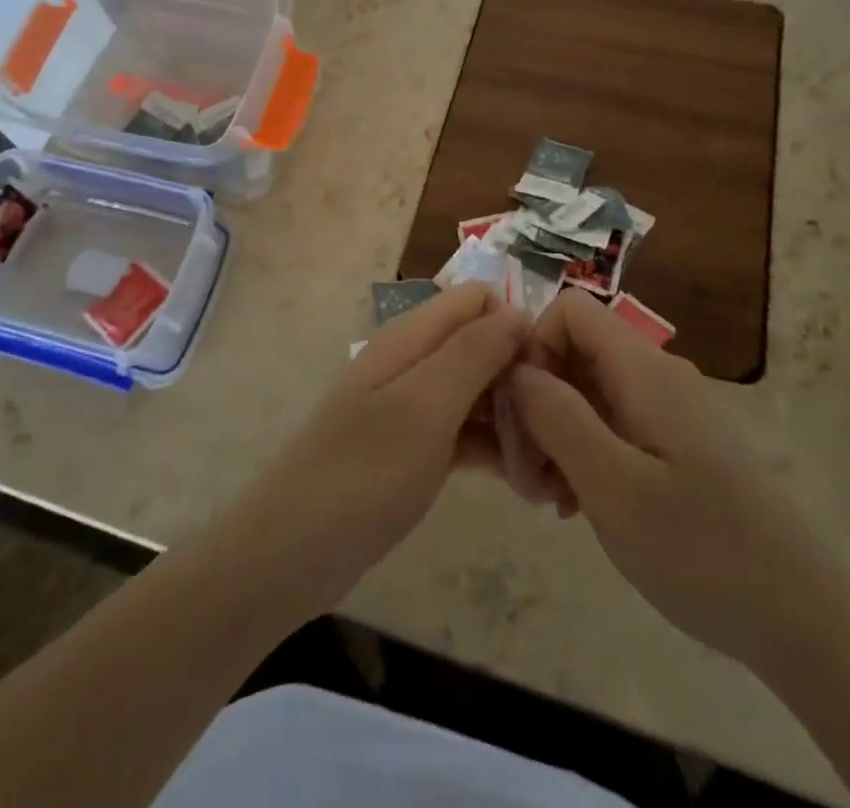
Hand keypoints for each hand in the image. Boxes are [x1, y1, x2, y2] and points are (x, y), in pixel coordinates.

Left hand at [219, 283, 528, 620]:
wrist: (293, 551)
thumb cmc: (364, 472)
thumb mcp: (425, 406)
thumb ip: (472, 352)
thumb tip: (518, 310)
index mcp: (411, 337)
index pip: (476, 299)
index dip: (515, 324)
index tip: (547, 372)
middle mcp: (412, 361)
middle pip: (480, 344)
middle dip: (520, 375)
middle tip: (556, 429)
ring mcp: (410, 405)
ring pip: (475, 390)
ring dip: (512, 417)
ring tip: (549, 465)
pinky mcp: (411, 447)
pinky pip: (463, 431)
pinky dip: (492, 448)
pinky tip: (525, 483)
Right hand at [510, 289, 836, 671]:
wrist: (807, 619)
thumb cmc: (703, 551)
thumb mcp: (614, 487)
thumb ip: (558, 417)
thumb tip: (517, 368)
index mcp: (643, 369)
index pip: (570, 310)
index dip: (533, 346)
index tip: (521, 412)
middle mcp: (657, 374)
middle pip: (574, 353)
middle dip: (537, 403)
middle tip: (526, 477)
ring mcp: (670, 408)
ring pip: (589, 391)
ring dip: (556, 434)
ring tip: (550, 499)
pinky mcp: (678, 443)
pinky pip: (613, 423)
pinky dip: (585, 452)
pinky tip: (579, 505)